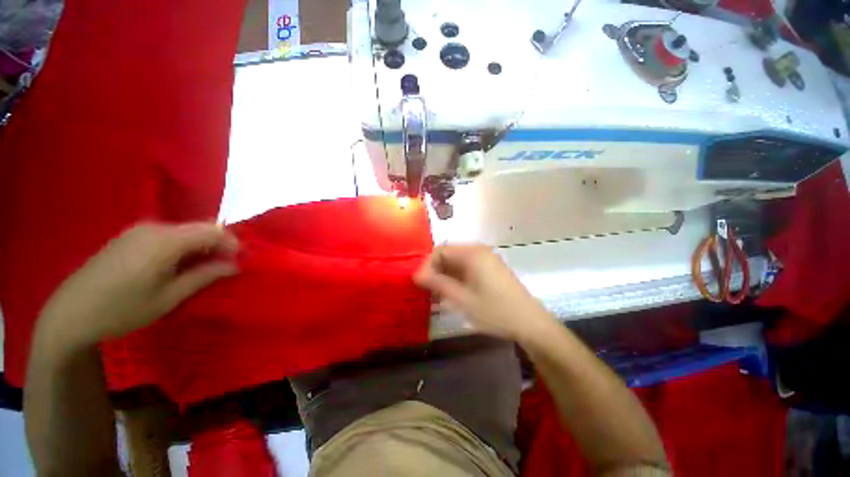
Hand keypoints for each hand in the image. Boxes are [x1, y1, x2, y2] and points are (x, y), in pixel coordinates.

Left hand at [38, 222, 238, 348]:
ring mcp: (139, 230)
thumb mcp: (168, 298)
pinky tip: (175, 267)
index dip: (231, 243)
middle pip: (199, 229)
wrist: (70, 313)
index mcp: (164, 241)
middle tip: (221, 269)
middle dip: (216, 246)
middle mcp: (153, 228)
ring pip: (184, 232)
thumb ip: (204, 276)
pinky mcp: (129, 237)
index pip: (213, 230)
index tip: (238, 262)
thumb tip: (234, 265)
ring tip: (199, 270)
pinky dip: (181, 248)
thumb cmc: (122, 309)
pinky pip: (167, 236)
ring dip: (199, 247)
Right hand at [414, 245, 553, 340]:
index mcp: (472, 253)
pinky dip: (456, 278)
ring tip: (438, 295)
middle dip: (435, 271)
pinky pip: (467, 268)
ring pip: (457, 262)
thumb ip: (438, 284)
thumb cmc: (495, 311)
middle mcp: (479, 251)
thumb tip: (416, 275)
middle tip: (427, 291)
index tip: (419, 283)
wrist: (530, 324)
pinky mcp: (491, 268)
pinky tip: (453, 293)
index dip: (427, 265)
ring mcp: (486, 259)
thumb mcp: (462, 299)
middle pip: (448, 254)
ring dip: (445, 275)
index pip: (440, 250)